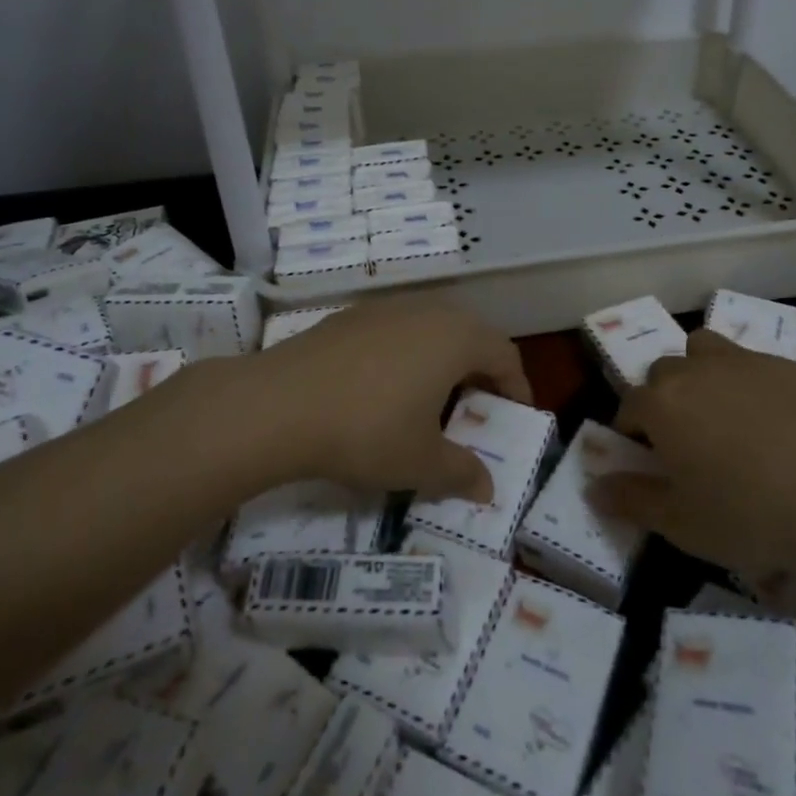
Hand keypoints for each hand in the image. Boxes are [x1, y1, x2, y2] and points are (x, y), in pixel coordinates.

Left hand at [258, 299, 531, 502]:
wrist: (279, 404)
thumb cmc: (367, 431)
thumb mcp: (421, 463)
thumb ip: (462, 472)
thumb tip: (488, 488)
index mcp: (457, 338)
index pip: (505, 354)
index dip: (517, 387)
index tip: (515, 418)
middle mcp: (428, 311)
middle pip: (471, 335)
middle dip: (480, 372)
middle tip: (475, 410)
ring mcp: (386, 308)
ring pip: (431, 330)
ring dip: (442, 361)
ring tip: (430, 400)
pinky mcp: (351, 316)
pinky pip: (396, 331)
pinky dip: (406, 355)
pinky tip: (383, 389)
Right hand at [588, 329, 795, 578]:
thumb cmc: (753, 513)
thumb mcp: (683, 524)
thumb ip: (632, 501)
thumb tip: (595, 488)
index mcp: (662, 403)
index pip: (628, 406)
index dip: (631, 434)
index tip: (647, 462)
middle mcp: (695, 369)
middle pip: (663, 372)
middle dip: (663, 400)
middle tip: (685, 443)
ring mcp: (743, 361)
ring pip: (705, 351)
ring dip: (701, 374)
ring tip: (721, 415)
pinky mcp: (787, 365)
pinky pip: (753, 365)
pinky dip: (749, 385)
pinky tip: (775, 424)